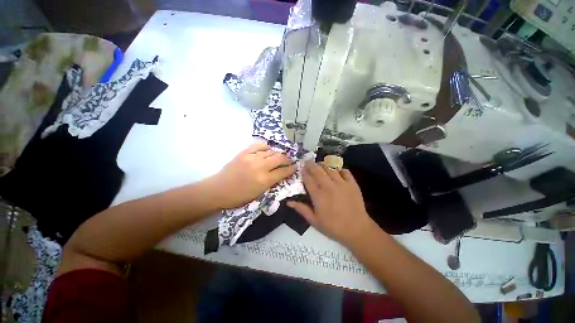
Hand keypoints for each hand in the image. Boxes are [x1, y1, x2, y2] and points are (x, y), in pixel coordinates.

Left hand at [208, 141, 295, 208]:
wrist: (218, 190)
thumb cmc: (239, 197)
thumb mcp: (258, 194)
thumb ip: (271, 183)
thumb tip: (280, 174)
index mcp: (264, 180)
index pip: (283, 172)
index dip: (291, 169)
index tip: (295, 167)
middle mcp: (260, 167)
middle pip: (279, 159)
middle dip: (287, 159)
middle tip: (290, 160)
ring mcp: (251, 158)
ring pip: (270, 152)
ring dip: (277, 153)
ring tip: (280, 155)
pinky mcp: (244, 153)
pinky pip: (258, 145)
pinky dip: (265, 146)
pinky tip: (268, 148)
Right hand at [287, 162, 374, 246]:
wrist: (357, 229)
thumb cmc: (333, 227)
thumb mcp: (314, 221)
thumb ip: (301, 209)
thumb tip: (288, 202)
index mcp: (318, 195)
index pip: (308, 179)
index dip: (304, 172)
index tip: (301, 168)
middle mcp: (328, 186)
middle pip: (318, 171)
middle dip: (311, 164)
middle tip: (307, 161)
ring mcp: (341, 183)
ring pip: (330, 168)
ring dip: (323, 164)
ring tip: (319, 163)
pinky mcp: (352, 184)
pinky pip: (345, 171)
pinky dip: (339, 169)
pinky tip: (336, 170)